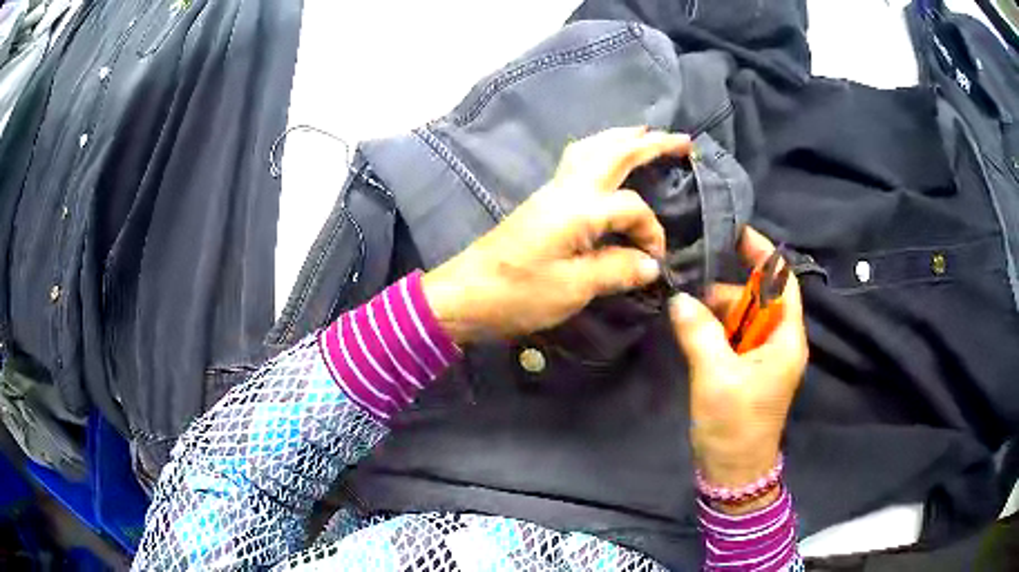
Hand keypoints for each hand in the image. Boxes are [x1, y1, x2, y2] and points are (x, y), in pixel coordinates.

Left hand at [422, 127, 690, 343]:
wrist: (464, 294)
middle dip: (650, 143)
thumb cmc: (517, 294)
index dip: (652, 233)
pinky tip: (608, 160)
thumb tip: (650, 264)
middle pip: (613, 152)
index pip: (633, 208)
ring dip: (622, 139)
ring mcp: (551, 191)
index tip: (655, 263)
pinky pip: (577, 162)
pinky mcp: (542, 201)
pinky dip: (600, 151)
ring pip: (591, 149)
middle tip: (682, 140)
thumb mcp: (573, 289)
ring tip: (646, 136)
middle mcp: (566, 189)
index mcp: (579, 208)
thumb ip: (616, 271)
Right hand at [669, 227, 807, 511]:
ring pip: (740, 318)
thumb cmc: (735, 425)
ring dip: (714, 312)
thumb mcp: (716, 376)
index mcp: (785, 338)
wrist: (732, 470)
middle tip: (688, 285)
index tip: (735, 231)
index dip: (764, 254)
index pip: (782, 282)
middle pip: (756, 298)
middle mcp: (777, 341)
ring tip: (683, 310)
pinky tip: (689, 328)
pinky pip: (730, 337)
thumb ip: (699, 331)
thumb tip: (679, 298)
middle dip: (725, 290)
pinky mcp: (744, 369)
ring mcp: (760, 356)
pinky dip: (711, 329)